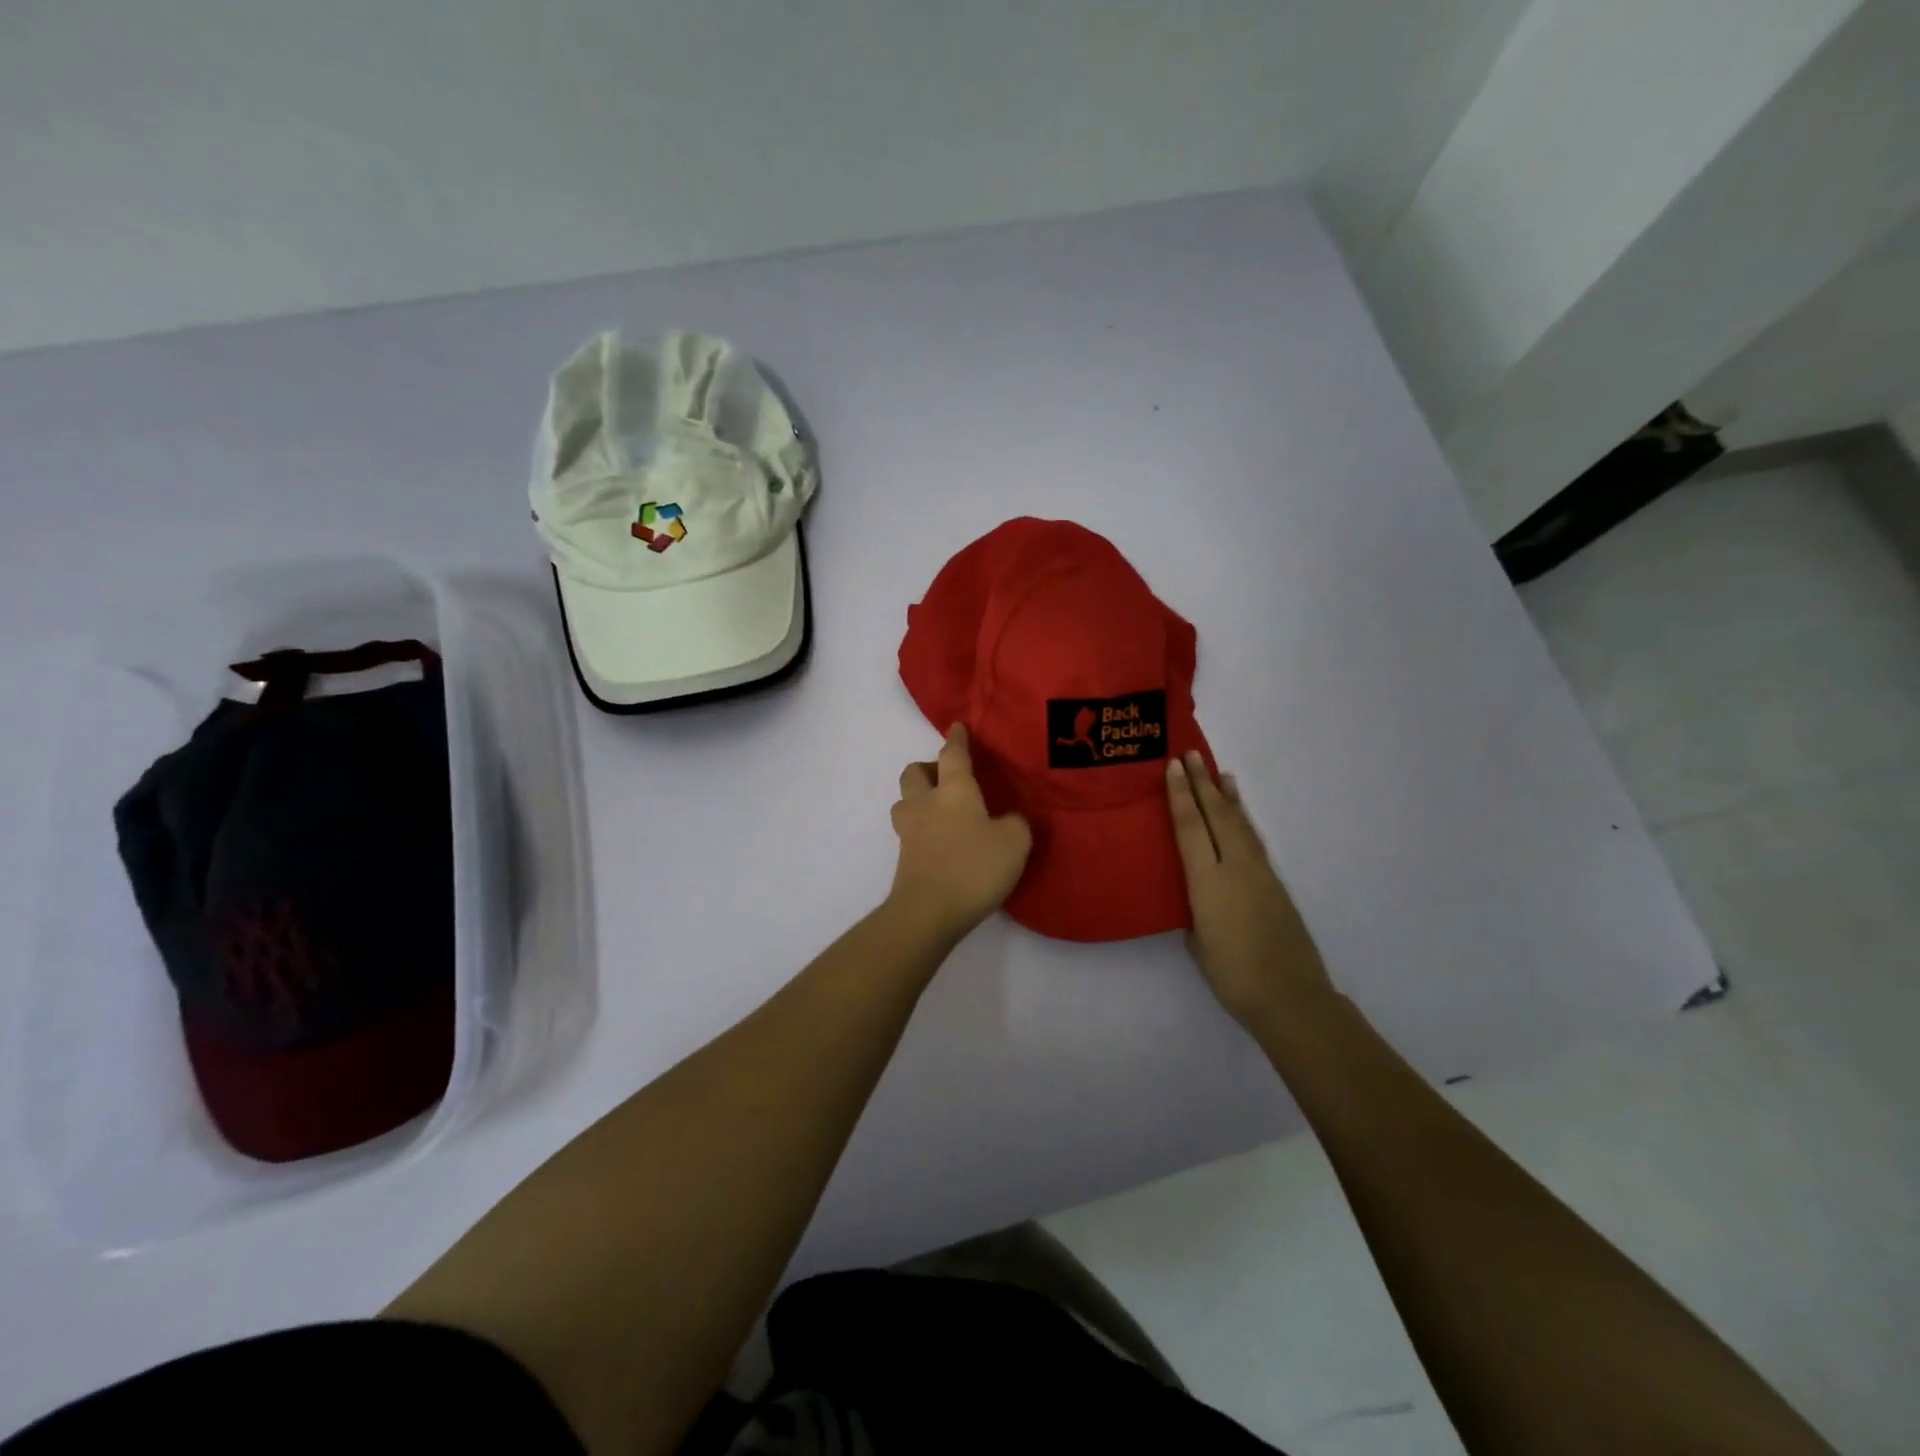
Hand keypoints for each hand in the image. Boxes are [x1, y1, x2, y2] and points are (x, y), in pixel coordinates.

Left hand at [888, 724, 1032, 941]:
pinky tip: (941, 841)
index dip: (957, 739)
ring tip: (940, 810)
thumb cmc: (974, 867)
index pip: (952, 753)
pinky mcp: (903, 857)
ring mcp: (909, 830)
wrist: (928, 911)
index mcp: (953, 790)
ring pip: (905, 801)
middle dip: (927, 768)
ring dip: (918, 799)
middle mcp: (926, 802)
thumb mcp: (1014, 842)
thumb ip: (1015, 824)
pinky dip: (922, 828)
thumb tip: (1008, 820)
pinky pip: (909, 831)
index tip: (957, 727)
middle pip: (914, 772)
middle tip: (947, 778)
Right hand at [1167, 751, 1331, 1029]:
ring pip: (1240, 825)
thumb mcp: (1198, 943)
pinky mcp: (1276, 885)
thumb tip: (1199, 900)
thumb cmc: (1233, 976)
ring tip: (1220, 774)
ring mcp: (1260, 874)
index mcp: (1208, 882)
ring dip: (1227, 797)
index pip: (1190, 828)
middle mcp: (1235, 868)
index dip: (1180, 796)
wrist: (1290, 997)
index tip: (1173, 767)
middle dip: (1202, 784)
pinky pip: (1253, 842)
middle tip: (1191, 755)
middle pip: (1216, 816)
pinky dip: (1243, 821)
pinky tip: (1240, 817)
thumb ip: (1194, 913)